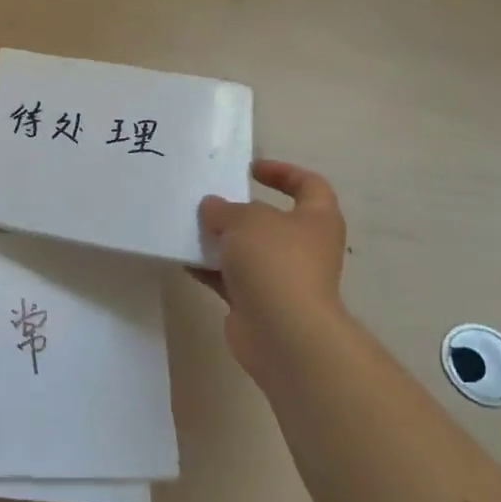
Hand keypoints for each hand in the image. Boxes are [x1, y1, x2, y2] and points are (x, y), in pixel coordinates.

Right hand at [195, 159, 347, 380]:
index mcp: (317, 220)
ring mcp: (283, 278)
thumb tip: (212, 207)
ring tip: (189, 227)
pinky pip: (231, 279)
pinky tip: (184, 259)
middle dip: (239, 211)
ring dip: (221, 241)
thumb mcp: (246, 219)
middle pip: (272, 220)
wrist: (282, 332)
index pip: (309, 185)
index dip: (283, 172)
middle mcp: (304, 247)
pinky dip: (210, 270)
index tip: (250, 169)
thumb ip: (225, 208)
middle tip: (209, 200)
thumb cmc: (275, 262)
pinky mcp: (259, 303)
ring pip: (248, 251)